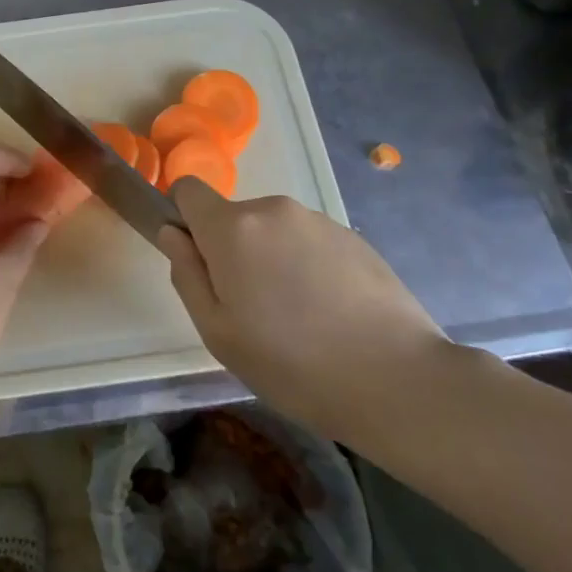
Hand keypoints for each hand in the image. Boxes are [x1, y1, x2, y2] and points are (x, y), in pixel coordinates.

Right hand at [160, 181, 449, 441]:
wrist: (398, 381)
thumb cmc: (292, 364)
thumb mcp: (218, 333)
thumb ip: (186, 274)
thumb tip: (173, 233)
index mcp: (233, 228)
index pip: (189, 189)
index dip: (185, 220)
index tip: (201, 262)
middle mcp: (273, 210)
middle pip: (234, 218)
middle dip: (232, 251)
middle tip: (253, 309)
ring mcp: (318, 220)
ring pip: (274, 231)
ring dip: (272, 258)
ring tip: (298, 316)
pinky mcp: (354, 237)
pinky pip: (310, 242)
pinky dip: (308, 266)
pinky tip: (331, 313)